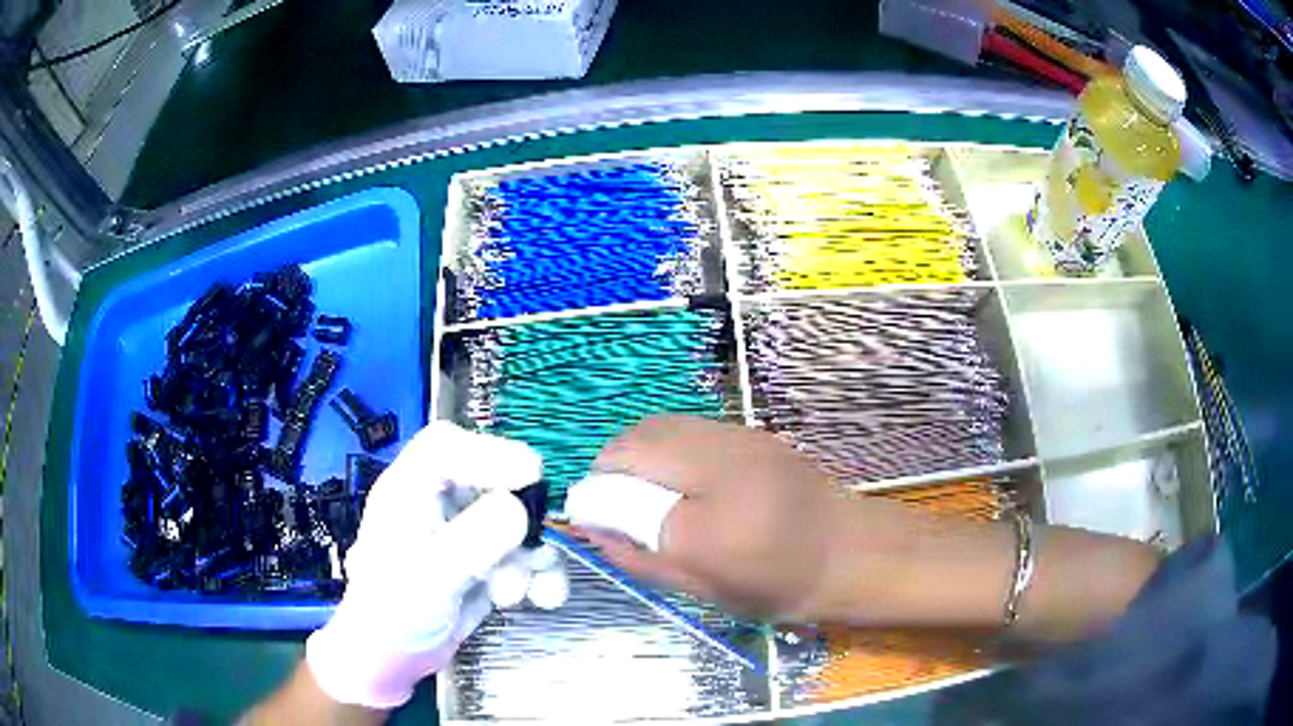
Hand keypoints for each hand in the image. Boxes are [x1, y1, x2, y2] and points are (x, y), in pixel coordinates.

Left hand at [305, 422, 566, 709]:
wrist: (393, 658)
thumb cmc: (393, 611)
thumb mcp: (430, 575)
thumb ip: (473, 540)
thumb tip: (520, 509)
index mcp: (409, 491)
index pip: (446, 447)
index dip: (489, 451)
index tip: (531, 473)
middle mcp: (439, 505)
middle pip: (492, 483)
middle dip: (519, 519)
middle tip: (531, 546)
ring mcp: (465, 534)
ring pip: (517, 523)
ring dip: (530, 557)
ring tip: (513, 593)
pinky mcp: (486, 564)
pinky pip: (526, 557)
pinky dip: (541, 576)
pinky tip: (543, 599)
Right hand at [576, 415, 863, 620]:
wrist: (852, 552)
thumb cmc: (778, 584)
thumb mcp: (702, 588)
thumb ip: (641, 558)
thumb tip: (593, 529)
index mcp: (708, 518)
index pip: (624, 490)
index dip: (596, 495)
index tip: (596, 518)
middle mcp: (720, 462)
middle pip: (637, 440)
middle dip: (612, 467)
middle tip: (618, 504)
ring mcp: (739, 437)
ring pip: (661, 425)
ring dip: (638, 452)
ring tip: (647, 490)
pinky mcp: (752, 432)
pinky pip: (688, 426)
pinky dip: (666, 446)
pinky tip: (682, 478)